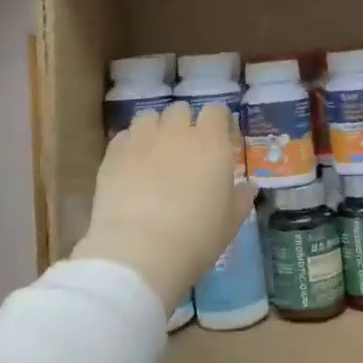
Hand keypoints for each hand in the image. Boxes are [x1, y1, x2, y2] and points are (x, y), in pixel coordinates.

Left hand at [71, 102, 253, 315]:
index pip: (216, 110)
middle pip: (181, 110)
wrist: (139, 252)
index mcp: (211, 142)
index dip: (218, 122)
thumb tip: (249, 186)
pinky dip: (130, 146)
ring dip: (155, 130)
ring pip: (150, 117)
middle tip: (185, 151)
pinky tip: (130, 167)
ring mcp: (142, 139)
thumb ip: (241, 198)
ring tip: (154, 154)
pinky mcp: (114, 153)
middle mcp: (177, 131)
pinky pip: (124, 136)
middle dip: (184, 124)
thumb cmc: (195, 238)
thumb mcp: (230, 223)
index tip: (219, 140)